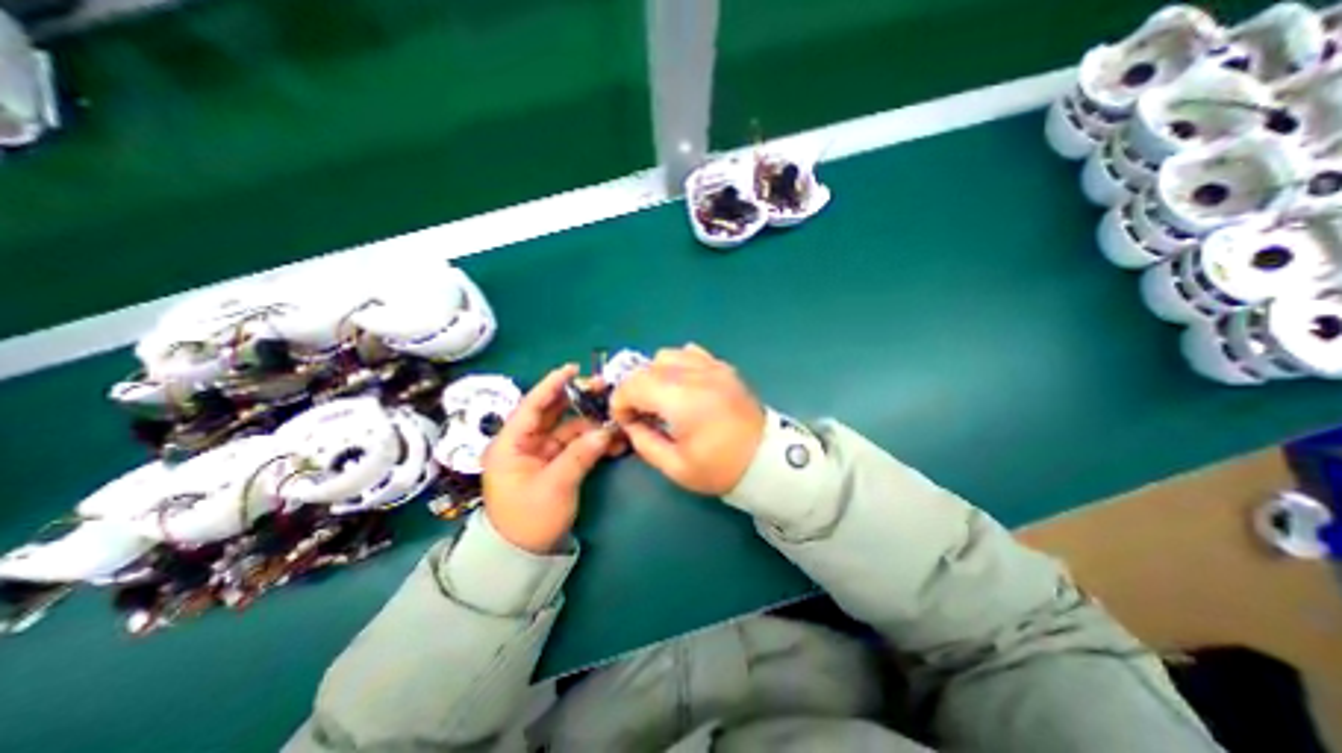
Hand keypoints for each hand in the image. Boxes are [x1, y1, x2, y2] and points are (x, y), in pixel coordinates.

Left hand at [486, 365, 613, 551]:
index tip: (573, 368)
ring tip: (615, 418)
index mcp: (511, 444)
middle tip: (602, 388)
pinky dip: (593, 441)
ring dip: (591, 423)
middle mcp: (525, 443)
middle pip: (552, 413)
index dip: (552, 385)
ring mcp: (542, 453)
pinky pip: (576, 445)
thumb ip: (580, 455)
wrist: (525, 556)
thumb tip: (605, 432)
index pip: (532, 406)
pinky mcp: (556, 463)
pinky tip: (613, 440)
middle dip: (577, 400)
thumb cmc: (529, 520)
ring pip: (568, 428)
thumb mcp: (555, 486)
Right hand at [609, 343, 763, 495]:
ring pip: (667, 355)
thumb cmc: (721, 467)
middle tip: (641, 413)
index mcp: (683, 400)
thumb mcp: (676, 467)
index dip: (620, 402)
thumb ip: (644, 442)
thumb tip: (631, 424)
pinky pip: (691, 353)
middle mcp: (696, 375)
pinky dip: (678, 365)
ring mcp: (713, 367)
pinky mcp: (724, 368)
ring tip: (662, 398)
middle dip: (634, 389)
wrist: (767, 460)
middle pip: (647, 367)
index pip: (634, 384)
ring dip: (655, 375)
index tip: (625, 421)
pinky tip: (684, 386)